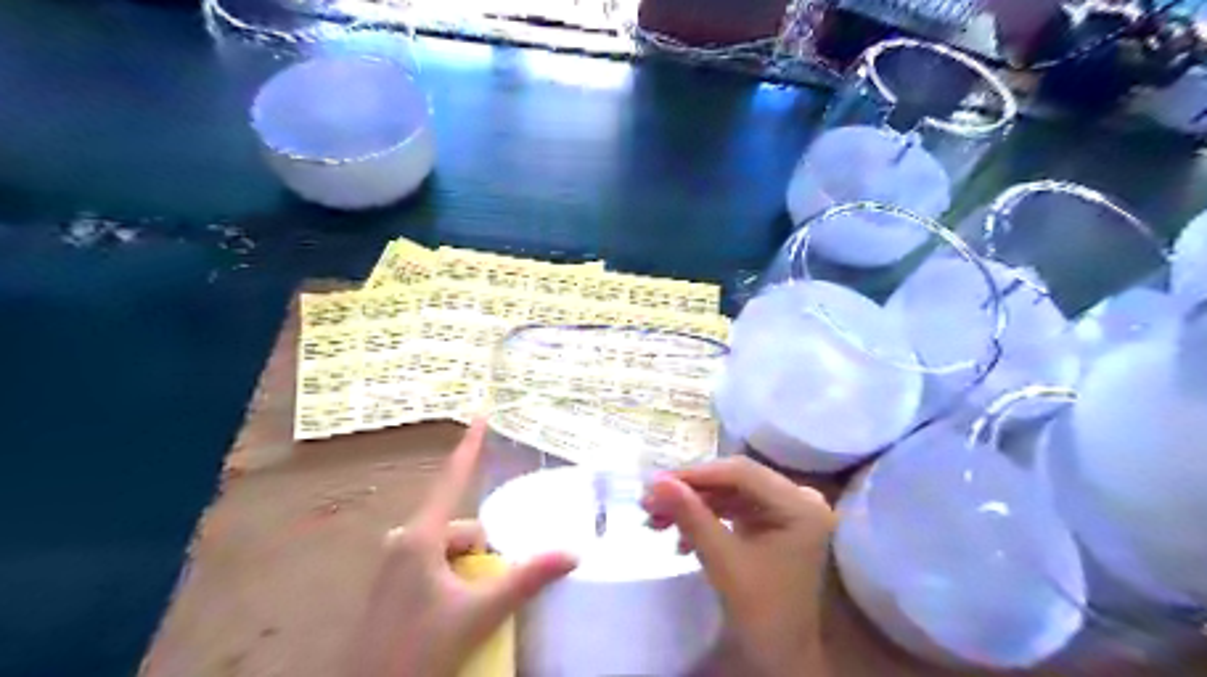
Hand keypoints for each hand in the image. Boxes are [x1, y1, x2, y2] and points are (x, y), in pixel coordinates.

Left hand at [346, 420, 577, 674]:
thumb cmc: (419, 648)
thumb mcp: (479, 613)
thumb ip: (526, 579)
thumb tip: (573, 553)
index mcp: (420, 536)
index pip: (453, 478)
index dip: (469, 445)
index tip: (480, 414)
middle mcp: (404, 540)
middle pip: (460, 526)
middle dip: (484, 549)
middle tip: (491, 589)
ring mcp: (395, 562)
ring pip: (449, 548)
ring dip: (470, 567)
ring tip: (475, 606)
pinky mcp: (393, 583)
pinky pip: (434, 564)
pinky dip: (454, 576)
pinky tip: (456, 610)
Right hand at [646, 455, 836, 675]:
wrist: (780, 656)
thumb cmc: (761, 612)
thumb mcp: (723, 561)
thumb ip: (691, 515)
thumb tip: (656, 481)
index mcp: (801, 505)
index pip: (742, 473)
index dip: (696, 474)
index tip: (655, 483)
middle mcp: (799, 498)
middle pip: (734, 479)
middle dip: (690, 491)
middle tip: (650, 501)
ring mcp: (786, 508)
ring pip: (728, 492)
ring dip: (693, 505)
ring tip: (656, 520)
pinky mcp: (771, 520)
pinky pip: (732, 507)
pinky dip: (705, 517)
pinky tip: (680, 538)